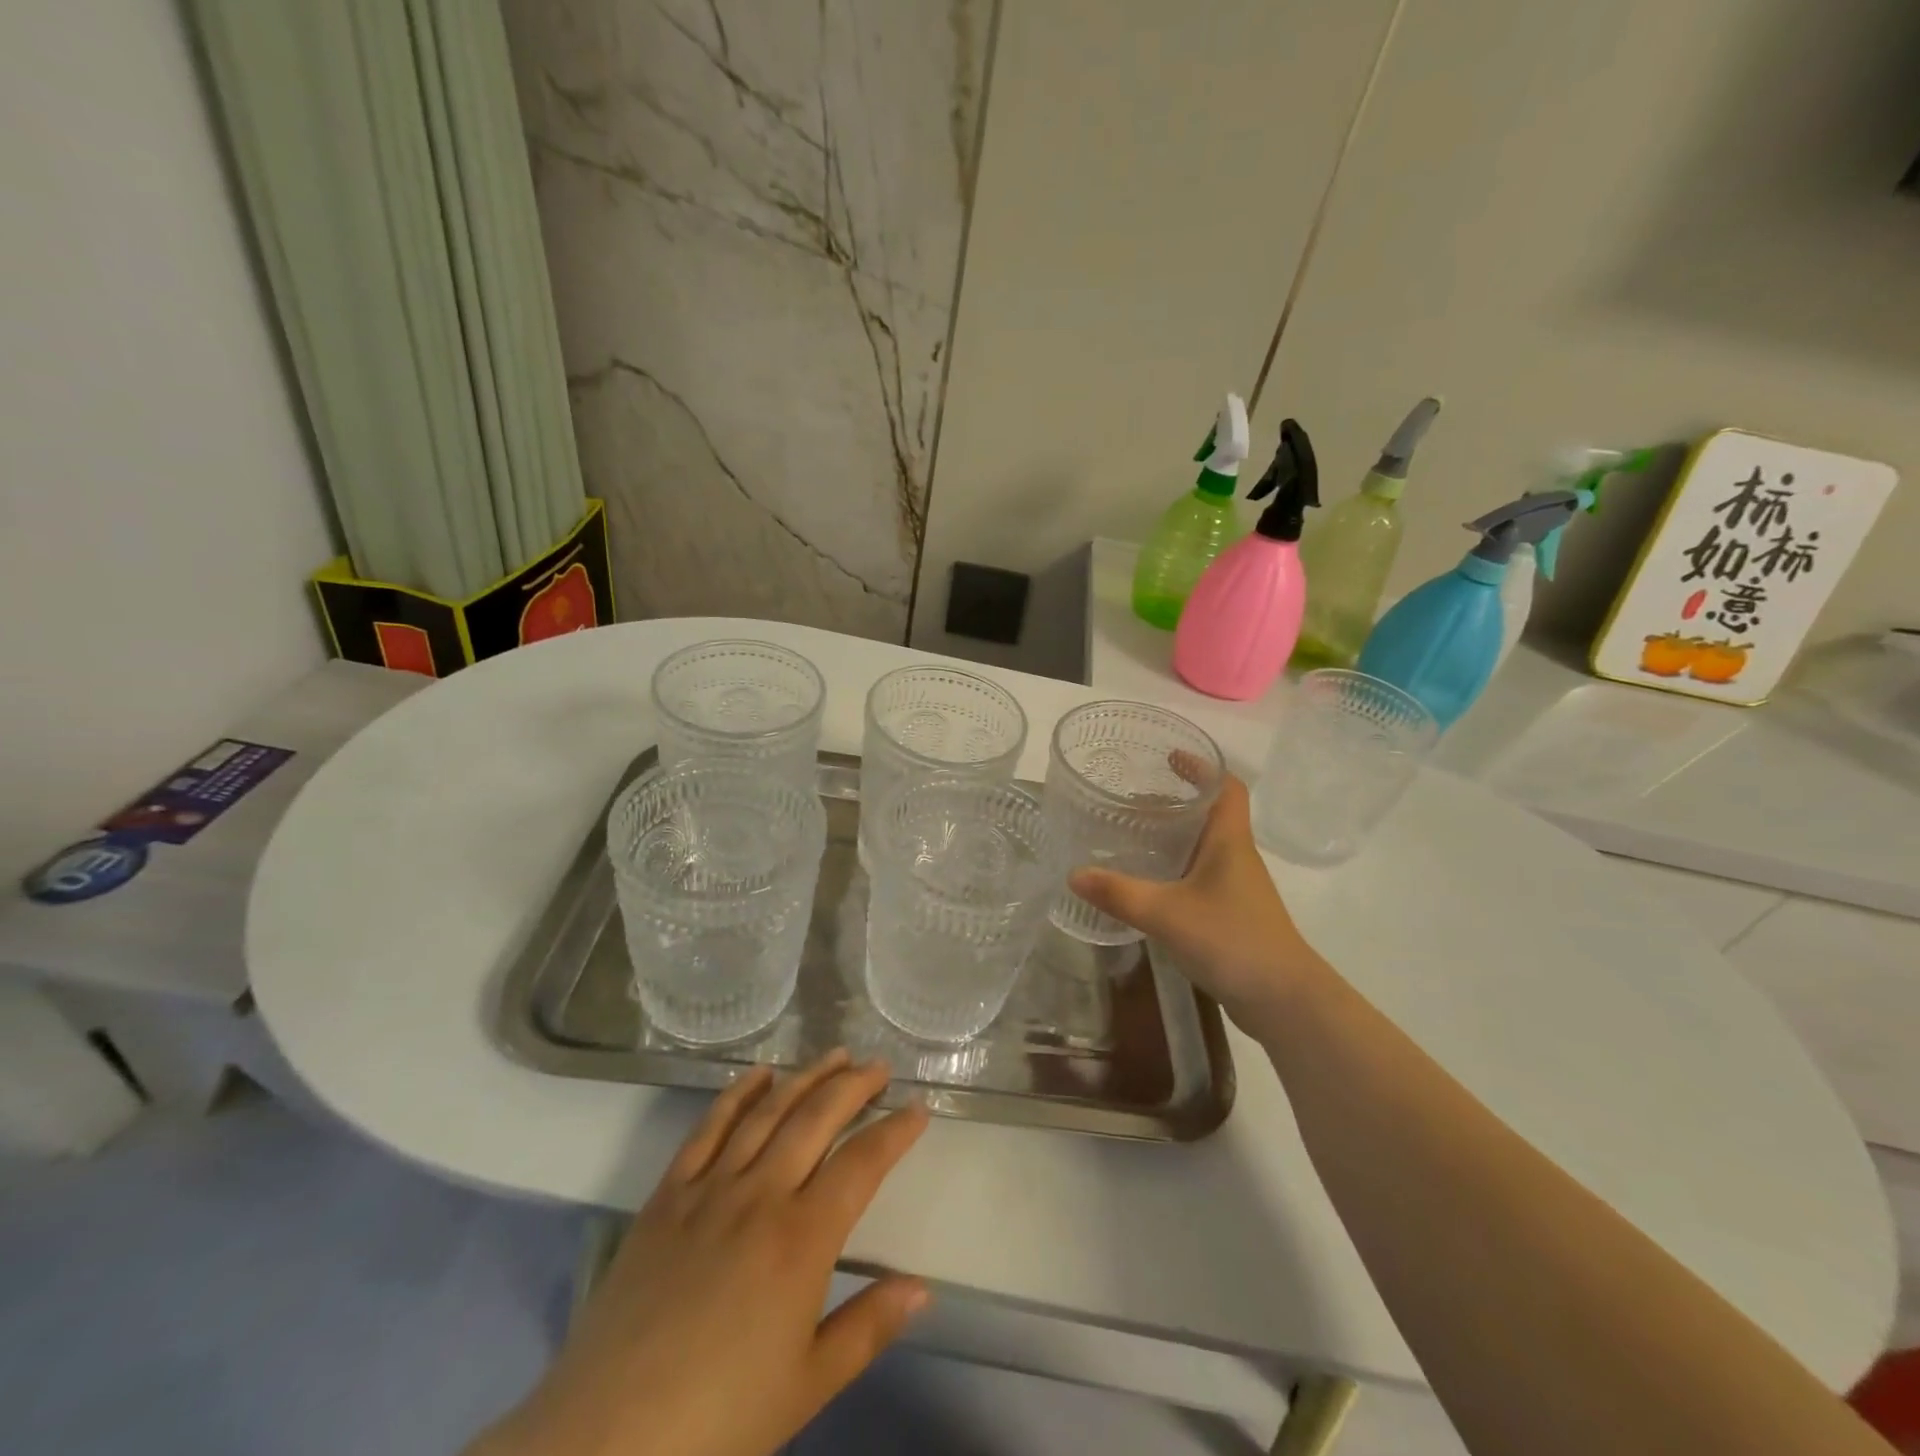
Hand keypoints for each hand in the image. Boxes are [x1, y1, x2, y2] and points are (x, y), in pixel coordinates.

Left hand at [475, 1051, 929, 1455]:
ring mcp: (711, 1188)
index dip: (895, 1132)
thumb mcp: (807, 1386)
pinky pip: (708, 1128)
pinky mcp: (668, 1194)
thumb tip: (921, 1288)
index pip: (862, 1164)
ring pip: (768, 1111)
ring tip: (834, 1055)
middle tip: (878, 1066)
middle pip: (817, 1118)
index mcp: (802, 1239)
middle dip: (854, 1085)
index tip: (919, 1109)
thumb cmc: (718, 1423)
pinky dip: (737, 1093)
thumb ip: (869, 1328)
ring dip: (806, 1077)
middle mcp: (761, 1195)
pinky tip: (759, 1073)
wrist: (604, 1441)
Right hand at [1068, 774, 1320, 1028]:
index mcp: (1229, 841)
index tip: (1170, 757)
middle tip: (1133, 800)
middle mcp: (1236, 857)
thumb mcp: (1167, 914)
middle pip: (1210, 815)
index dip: (1202, 767)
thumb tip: (1074, 874)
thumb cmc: (1232, 940)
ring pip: (1204, 847)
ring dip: (1175, 837)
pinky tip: (1149, 885)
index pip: (1227, 787)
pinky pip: (1200, 877)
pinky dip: (1176, 869)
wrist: (1284, 1001)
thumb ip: (1119, 894)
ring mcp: (1237, 888)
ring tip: (1133, 836)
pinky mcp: (1232, 915)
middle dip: (1175, 802)